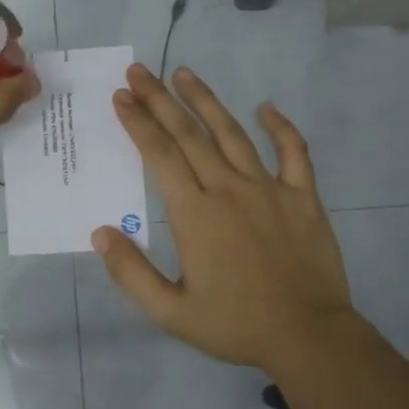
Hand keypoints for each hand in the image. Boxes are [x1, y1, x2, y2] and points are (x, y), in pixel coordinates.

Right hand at [92, 64, 358, 374]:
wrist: (309, 338)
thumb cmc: (236, 325)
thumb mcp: (171, 312)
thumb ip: (131, 273)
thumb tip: (100, 233)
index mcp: (195, 214)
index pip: (160, 156)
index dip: (138, 123)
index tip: (121, 97)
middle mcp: (229, 190)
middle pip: (189, 134)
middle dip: (160, 100)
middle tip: (140, 71)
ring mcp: (270, 189)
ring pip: (233, 133)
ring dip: (206, 101)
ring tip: (184, 73)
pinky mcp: (304, 197)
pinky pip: (294, 153)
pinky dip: (281, 127)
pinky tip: (267, 107)